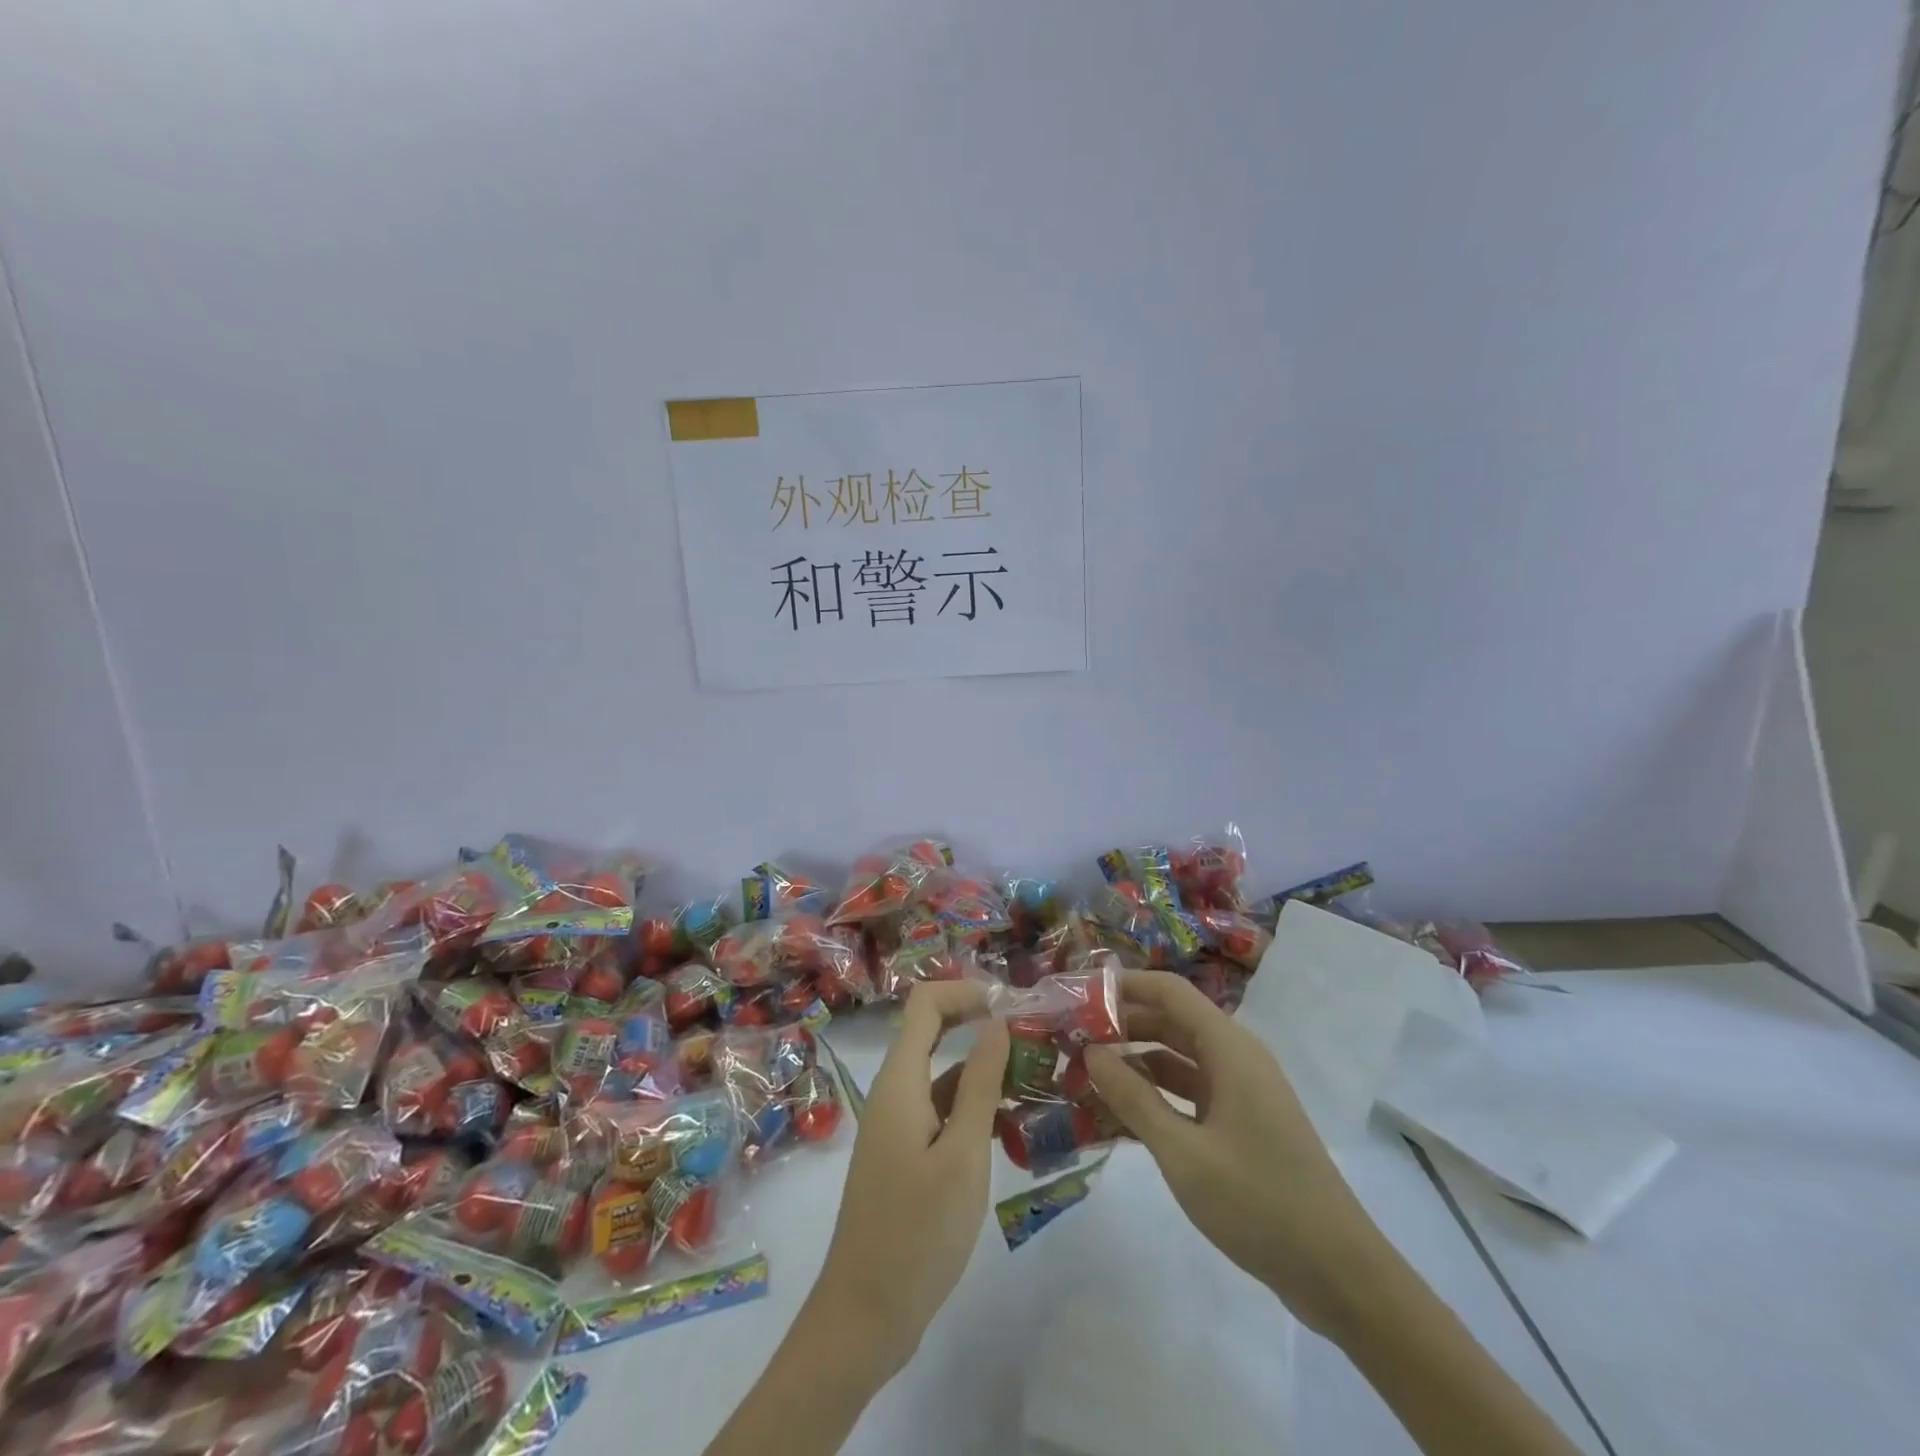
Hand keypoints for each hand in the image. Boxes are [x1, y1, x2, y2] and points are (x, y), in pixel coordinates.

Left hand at [810, 980, 1010, 1372]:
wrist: (865, 1316)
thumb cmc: (917, 1232)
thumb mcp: (963, 1155)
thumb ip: (980, 1084)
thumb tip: (996, 1021)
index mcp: (899, 1081)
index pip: (924, 1003)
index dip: (964, 991)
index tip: (1011, 1006)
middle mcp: (894, 1092)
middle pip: (933, 1032)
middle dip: (980, 1027)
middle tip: (1033, 1040)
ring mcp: (897, 1125)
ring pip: (942, 1075)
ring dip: (984, 1071)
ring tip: (1036, 1082)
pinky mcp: (905, 1154)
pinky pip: (940, 1110)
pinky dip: (973, 1108)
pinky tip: (1011, 1128)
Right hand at [1084, 970, 1388, 1336]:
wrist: (1339, 1275)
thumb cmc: (1259, 1202)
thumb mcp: (1183, 1152)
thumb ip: (1133, 1098)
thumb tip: (1090, 1052)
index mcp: (1229, 1049)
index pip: (1169, 991)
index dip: (1123, 985)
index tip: (1077, 995)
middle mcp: (1236, 1058)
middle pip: (1171, 1021)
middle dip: (1122, 1024)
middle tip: (1071, 1037)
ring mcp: (1240, 1092)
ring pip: (1178, 1058)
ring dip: (1135, 1060)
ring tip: (1085, 1071)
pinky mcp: (1241, 1124)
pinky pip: (1190, 1092)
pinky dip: (1156, 1094)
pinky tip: (1120, 1112)